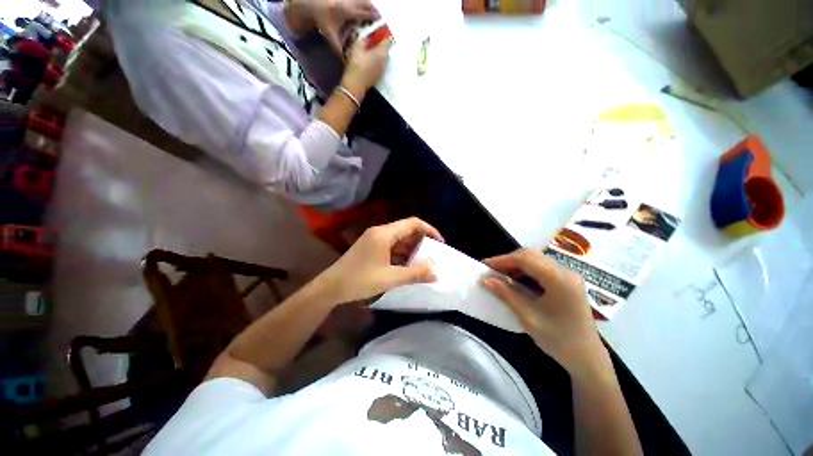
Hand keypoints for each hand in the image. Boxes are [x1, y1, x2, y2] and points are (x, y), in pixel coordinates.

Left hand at [289, 0, 379, 55]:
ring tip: (372, 12)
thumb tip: (346, 62)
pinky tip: (361, 8)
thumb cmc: (322, 20)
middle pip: (367, 3)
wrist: (310, 4)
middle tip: (379, 17)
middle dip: (374, 10)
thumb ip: (339, 50)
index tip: (381, 22)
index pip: (366, 13)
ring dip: (368, 5)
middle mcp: (350, 1)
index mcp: (349, 11)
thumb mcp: (331, 36)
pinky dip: (361, 2)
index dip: (374, 17)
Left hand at [316, 217, 443, 304]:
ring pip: (399, 239)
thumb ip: (414, 274)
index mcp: (384, 234)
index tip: (440, 244)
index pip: (413, 223)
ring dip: (412, 249)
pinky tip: (407, 266)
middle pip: (407, 230)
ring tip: (423, 263)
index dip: (429, 230)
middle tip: (433, 256)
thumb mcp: (390, 278)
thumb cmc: (359, 280)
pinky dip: (402, 254)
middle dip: (421, 242)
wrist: (331, 287)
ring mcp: (374, 239)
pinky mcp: (371, 247)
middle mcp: (380, 232)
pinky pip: (392, 246)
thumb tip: (436, 273)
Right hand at [341, 37, 391, 95]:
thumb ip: (364, 39)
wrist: (356, 84)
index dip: (384, 34)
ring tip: (370, 52)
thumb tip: (368, 37)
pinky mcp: (379, 77)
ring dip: (378, 54)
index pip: (388, 40)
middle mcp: (385, 61)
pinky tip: (369, 62)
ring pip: (383, 59)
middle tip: (372, 42)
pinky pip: (380, 66)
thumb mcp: (357, 46)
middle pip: (386, 50)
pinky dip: (376, 62)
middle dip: (381, 45)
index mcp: (382, 52)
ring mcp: (383, 70)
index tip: (379, 32)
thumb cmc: (356, 64)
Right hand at [481, 249, 607, 375]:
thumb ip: (506, 294)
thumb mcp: (528, 316)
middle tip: (491, 270)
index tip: (485, 265)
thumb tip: (485, 280)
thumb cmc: (558, 340)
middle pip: (531, 256)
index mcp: (559, 279)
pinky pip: (542, 269)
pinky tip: (516, 281)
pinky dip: (525, 272)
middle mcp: (565, 272)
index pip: (525, 259)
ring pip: (536, 261)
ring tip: (500, 276)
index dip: (502, 260)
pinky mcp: (567, 282)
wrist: (587, 359)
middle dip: (508, 261)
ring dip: (516, 266)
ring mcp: (568, 276)